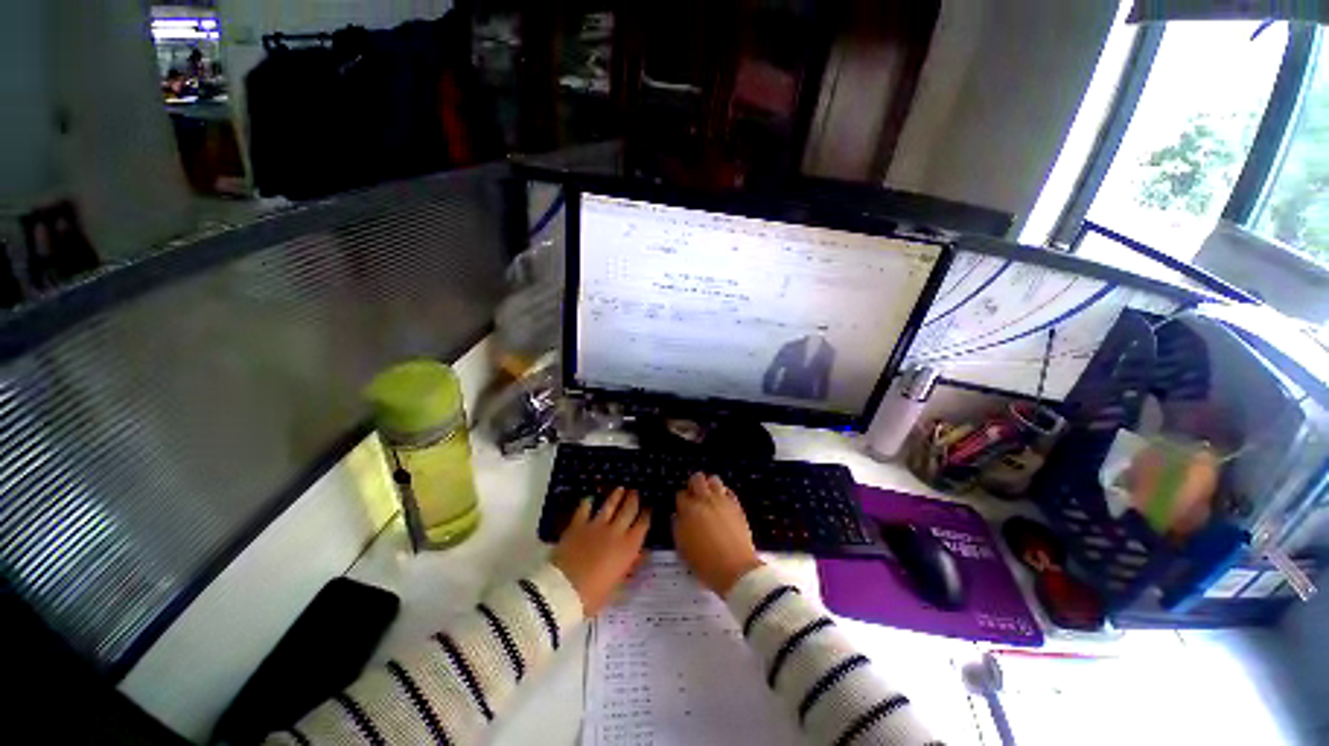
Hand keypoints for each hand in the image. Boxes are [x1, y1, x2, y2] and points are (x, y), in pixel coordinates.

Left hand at [551, 487, 649, 616]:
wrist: (563, 590)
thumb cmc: (594, 595)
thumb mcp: (617, 587)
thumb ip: (630, 568)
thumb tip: (641, 556)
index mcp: (629, 547)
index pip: (642, 525)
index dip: (646, 515)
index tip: (649, 508)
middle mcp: (616, 531)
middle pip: (628, 509)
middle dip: (634, 499)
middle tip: (636, 492)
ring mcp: (596, 525)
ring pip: (610, 505)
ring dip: (616, 495)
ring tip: (620, 488)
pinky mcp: (578, 524)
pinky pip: (584, 508)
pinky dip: (588, 502)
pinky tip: (589, 498)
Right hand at [673, 473, 762, 594]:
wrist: (736, 569)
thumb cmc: (705, 562)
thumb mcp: (683, 548)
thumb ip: (677, 527)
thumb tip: (677, 515)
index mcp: (689, 510)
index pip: (680, 495)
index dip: (681, 501)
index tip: (682, 508)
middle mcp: (705, 500)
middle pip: (697, 479)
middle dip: (693, 484)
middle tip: (694, 495)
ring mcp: (722, 501)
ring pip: (714, 479)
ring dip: (709, 485)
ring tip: (709, 497)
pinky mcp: (736, 506)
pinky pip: (729, 491)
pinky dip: (724, 493)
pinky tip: (722, 503)